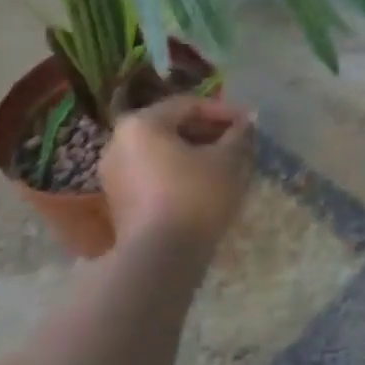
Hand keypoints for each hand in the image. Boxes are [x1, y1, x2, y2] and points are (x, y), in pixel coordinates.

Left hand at [99, 95, 255, 254]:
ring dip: (196, 154)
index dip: (224, 112)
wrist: (159, 259)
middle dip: (209, 134)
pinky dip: (180, 174)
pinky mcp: (119, 203)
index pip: (189, 105)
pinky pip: (155, 175)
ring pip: (164, 153)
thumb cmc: (195, 196)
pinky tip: (206, 186)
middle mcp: (119, 143)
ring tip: (227, 165)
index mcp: (141, 123)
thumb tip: (247, 122)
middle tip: (239, 143)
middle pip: (173, 128)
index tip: (250, 124)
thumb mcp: (228, 160)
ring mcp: (114, 175)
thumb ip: (239, 135)